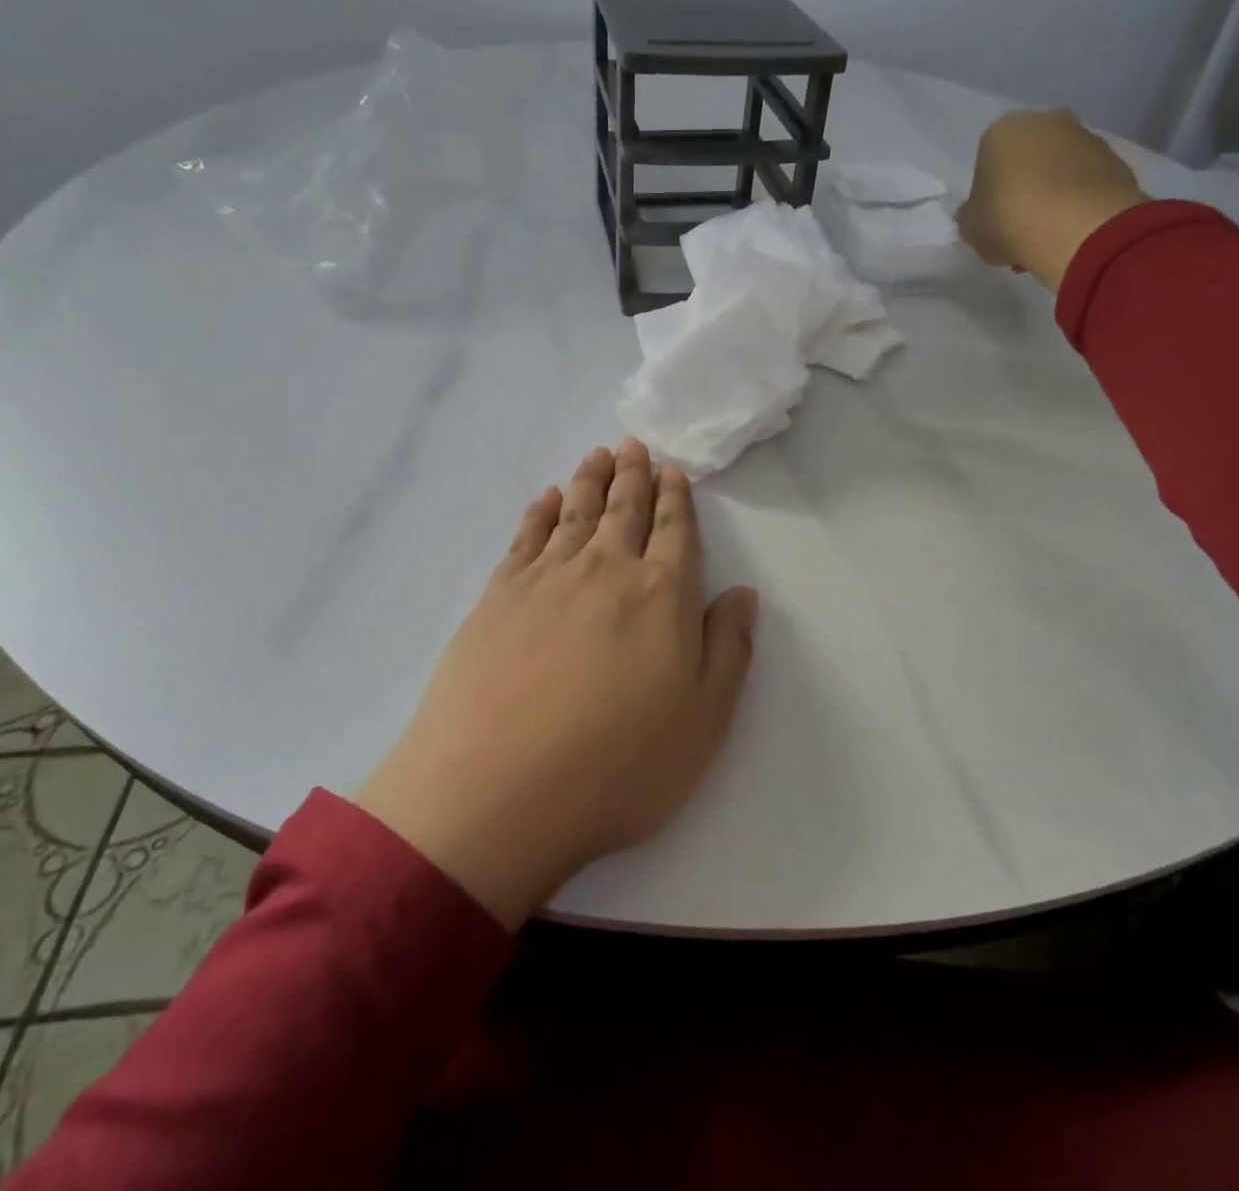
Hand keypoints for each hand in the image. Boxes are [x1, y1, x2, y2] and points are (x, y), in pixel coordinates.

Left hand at [353, 439, 759, 928]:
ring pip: (574, 512)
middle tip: (633, 445)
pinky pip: (525, 538)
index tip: (673, 470)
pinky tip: (544, 500)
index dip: (676, 498)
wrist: (496, 793)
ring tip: (597, 455)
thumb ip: (729, 648)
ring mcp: (545, 580)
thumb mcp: (704, 720)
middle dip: (633, 474)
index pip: (674, 531)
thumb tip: (742, 593)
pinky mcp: (497, 598)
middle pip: (623, 509)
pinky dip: (538, 513)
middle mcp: (604, 570)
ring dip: (589, 481)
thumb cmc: (618, 765)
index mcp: (660, 595)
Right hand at [956, 108, 1149, 290]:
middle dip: (1023, 190)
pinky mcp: (1115, 159)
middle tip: (1019, 228)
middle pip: (1027, 160)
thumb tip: (975, 215)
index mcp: (1001, 132)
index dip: (988, 196)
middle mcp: (1045, 122)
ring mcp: (1085, 137)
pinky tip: (1071, 233)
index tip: (992, 222)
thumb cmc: (1009, 220)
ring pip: (1059, 170)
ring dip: (1052, 197)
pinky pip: (1086, 183)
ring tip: (1047, 237)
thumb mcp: (971, 229)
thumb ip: (971, 218)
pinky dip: (1078, 203)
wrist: (1079, 228)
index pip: (987, 162)